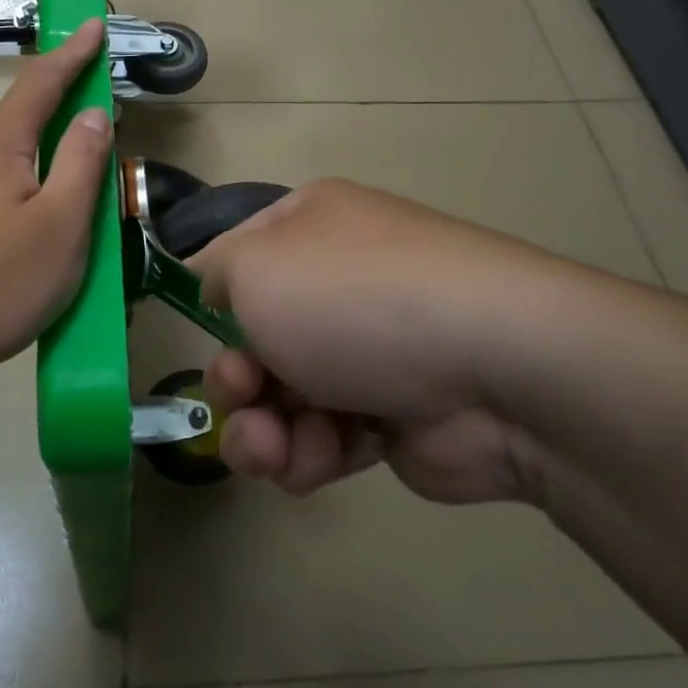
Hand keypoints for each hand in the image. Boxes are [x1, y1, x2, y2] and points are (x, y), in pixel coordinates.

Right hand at [191, 179, 543, 504]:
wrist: (490, 370)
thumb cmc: (353, 300)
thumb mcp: (257, 267)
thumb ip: (215, 272)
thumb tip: (215, 288)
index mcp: (308, 229)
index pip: (236, 257)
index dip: (211, 298)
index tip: (197, 331)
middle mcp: (338, 283)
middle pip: (254, 338)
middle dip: (234, 378)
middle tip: (243, 394)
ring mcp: (367, 351)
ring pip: (281, 398)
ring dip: (262, 430)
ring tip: (274, 447)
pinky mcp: (390, 416)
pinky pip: (323, 438)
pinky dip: (310, 454)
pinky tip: (319, 458)